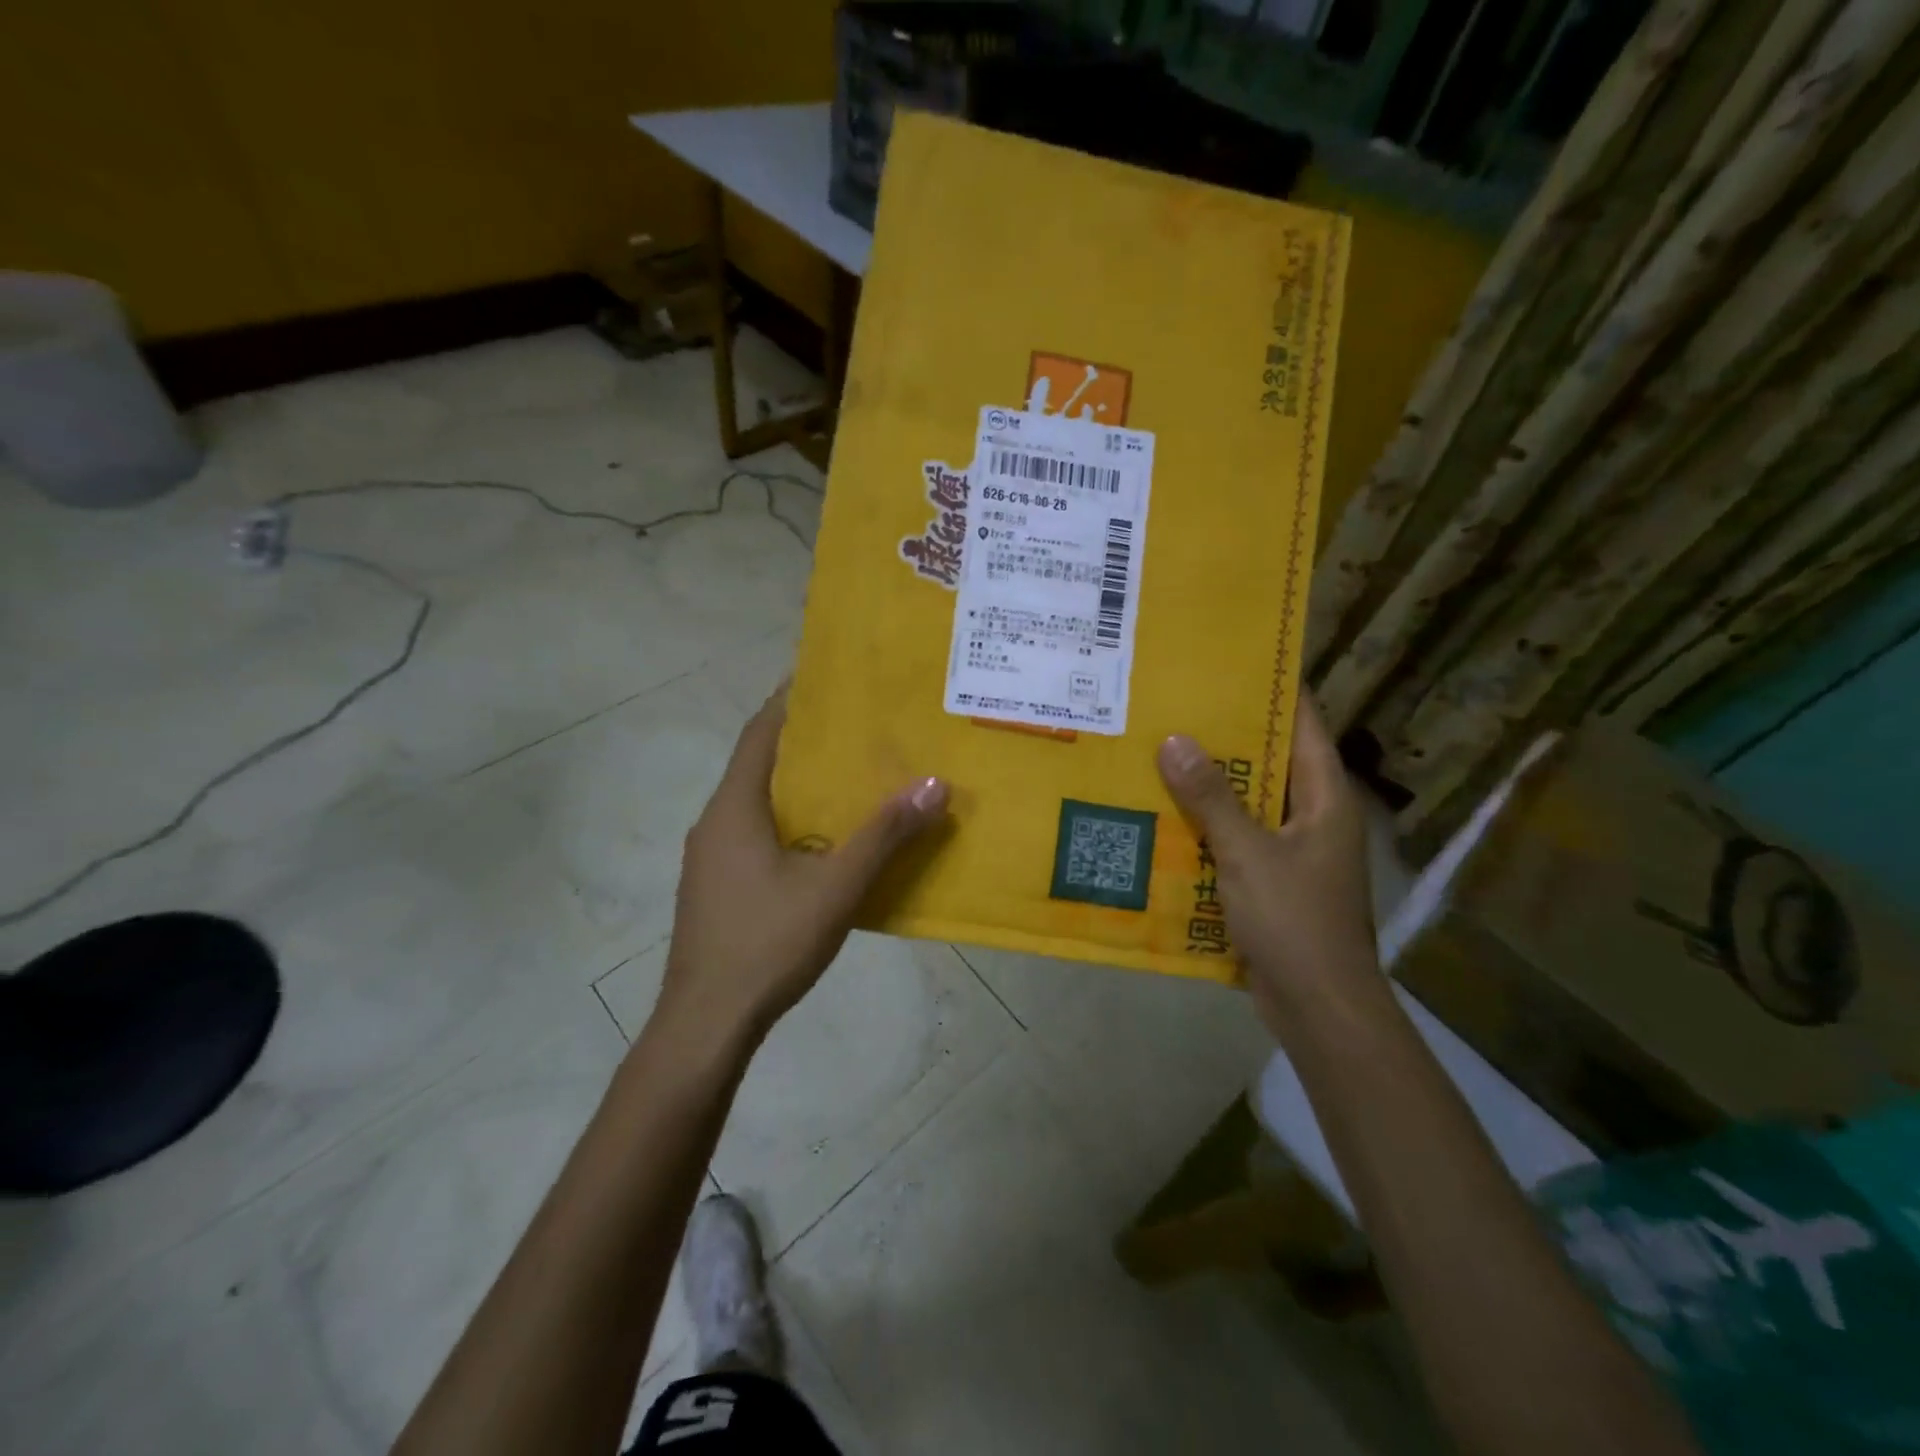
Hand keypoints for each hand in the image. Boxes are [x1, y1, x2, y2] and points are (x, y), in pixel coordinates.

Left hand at [661, 688, 949, 1044]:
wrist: (707, 1023)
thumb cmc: (767, 943)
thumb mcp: (837, 887)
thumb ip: (885, 835)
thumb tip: (935, 784)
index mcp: (735, 807)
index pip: (761, 733)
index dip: (791, 700)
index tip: (827, 676)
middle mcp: (715, 822)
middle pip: (760, 763)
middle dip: (805, 742)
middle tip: (857, 727)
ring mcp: (711, 858)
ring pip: (759, 802)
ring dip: (799, 785)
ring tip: (851, 777)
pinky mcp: (717, 887)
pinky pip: (756, 834)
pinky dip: (791, 821)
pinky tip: (826, 841)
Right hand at [1156, 694, 1379, 1039]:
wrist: (1319, 1008)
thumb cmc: (1295, 922)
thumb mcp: (1248, 854)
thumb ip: (1212, 798)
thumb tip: (1174, 740)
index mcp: (1325, 797)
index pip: (1303, 724)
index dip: (1273, 689)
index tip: (1231, 660)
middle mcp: (1313, 815)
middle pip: (1270, 760)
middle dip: (1226, 735)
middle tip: (1174, 705)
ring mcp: (1294, 850)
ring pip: (1248, 801)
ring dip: (1210, 783)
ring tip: (1158, 751)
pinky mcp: (1271, 880)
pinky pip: (1236, 838)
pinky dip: (1206, 825)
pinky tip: (1163, 815)